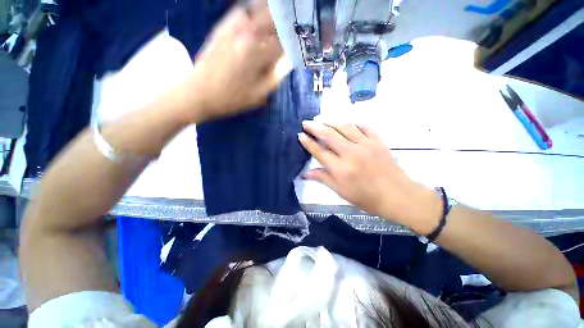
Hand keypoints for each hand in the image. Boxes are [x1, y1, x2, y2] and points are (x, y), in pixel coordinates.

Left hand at [183, 0, 289, 121]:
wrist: (200, 93)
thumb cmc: (233, 99)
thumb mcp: (260, 94)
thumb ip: (277, 75)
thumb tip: (289, 59)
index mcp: (259, 53)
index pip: (285, 40)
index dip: (297, 39)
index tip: (303, 40)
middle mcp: (248, 34)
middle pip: (275, 18)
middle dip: (288, 21)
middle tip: (296, 25)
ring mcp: (233, 27)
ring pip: (259, 10)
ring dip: (274, 12)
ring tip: (284, 16)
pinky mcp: (222, 27)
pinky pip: (242, 11)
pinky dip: (254, 9)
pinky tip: (260, 14)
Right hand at [298, 121, 441, 232]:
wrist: (397, 195)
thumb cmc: (367, 197)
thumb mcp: (341, 192)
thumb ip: (323, 179)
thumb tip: (305, 174)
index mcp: (341, 169)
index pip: (320, 152)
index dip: (308, 143)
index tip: (300, 135)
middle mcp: (351, 153)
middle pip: (329, 135)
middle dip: (315, 127)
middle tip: (306, 122)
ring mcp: (365, 145)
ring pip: (344, 127)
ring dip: (331, 122)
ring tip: (322, 120)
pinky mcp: (377, 141)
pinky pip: (364, 126)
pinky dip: (353, 123)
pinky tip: (347, 124)